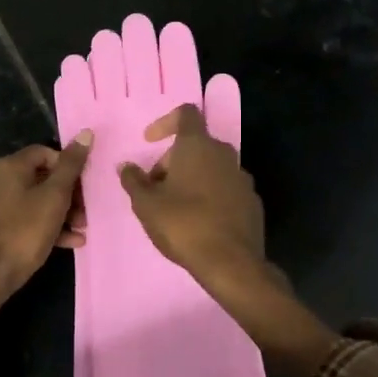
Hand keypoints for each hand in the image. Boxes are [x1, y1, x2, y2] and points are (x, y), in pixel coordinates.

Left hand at [0, 133, 90, 334]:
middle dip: (67, 195)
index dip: (68, 166)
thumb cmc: (24, 232)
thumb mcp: (55, 197)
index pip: (45, 152)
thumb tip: (85, 133)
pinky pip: (22, 218)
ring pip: (33, 200)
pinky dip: (44, 225)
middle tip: (85, 214)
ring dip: (60, 213)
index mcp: (9, 166)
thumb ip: (71, 166)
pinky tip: (68, 243)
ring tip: (81, 231)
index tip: (84, 188)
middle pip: (39, 177)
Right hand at [118, 105, 267, 292]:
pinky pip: (225, 188)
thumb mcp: (146, 204)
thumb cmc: (183, 224)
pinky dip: (209, 195)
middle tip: (154, 187)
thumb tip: (126, 166)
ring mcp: (242, 177)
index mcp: (198, 146)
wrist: (231, 263)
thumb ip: (134, 180)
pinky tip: (198, 221)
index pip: (186, 113)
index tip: (149, 141)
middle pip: (196, 144)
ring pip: (211, 167)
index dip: (165, 122)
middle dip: (172, 160)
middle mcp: (224, 154)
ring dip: (191, 178)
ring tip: (173, 206)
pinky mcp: (251, 201)